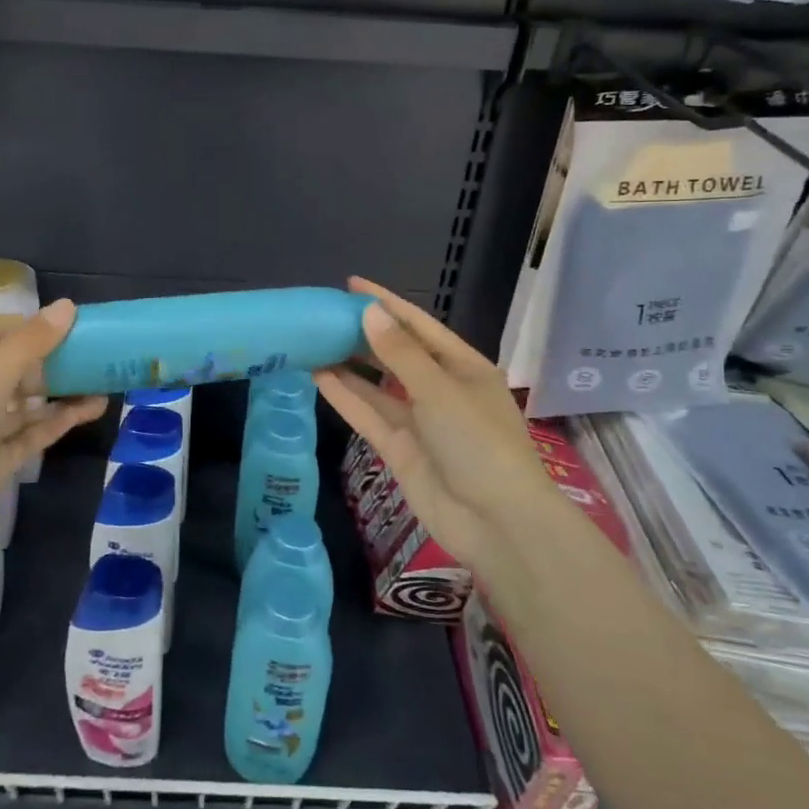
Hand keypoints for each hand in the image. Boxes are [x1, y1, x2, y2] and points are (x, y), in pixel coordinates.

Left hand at [0, 299, 106, 574]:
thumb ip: (29, 346)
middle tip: (101, 355)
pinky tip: (91, 409)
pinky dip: (57, 422)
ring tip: (106, 380)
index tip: (83, 326)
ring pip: (25, 403)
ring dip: (61, 392)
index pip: (0, 334)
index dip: (39, 328)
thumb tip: (67, 306)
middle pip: (14, 367)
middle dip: (54, 361)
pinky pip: (28, 434)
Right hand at [314, 277, 541, 575]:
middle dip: (363, 334)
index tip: (351, 285)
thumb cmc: (479, 443)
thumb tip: (369, 312)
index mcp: (463, 367)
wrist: (496, 523)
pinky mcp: (399, 448)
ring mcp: (419, 421)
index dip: (387, 304)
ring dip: (348, 365)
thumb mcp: (440, 390)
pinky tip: (317, 376)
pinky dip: (345, 396)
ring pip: (377, 385)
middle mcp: (440, 389)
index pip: (419, 326)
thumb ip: (400, 353)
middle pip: (395, 354)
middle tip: (322, 314)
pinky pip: (369, 414)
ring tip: (312, 340)